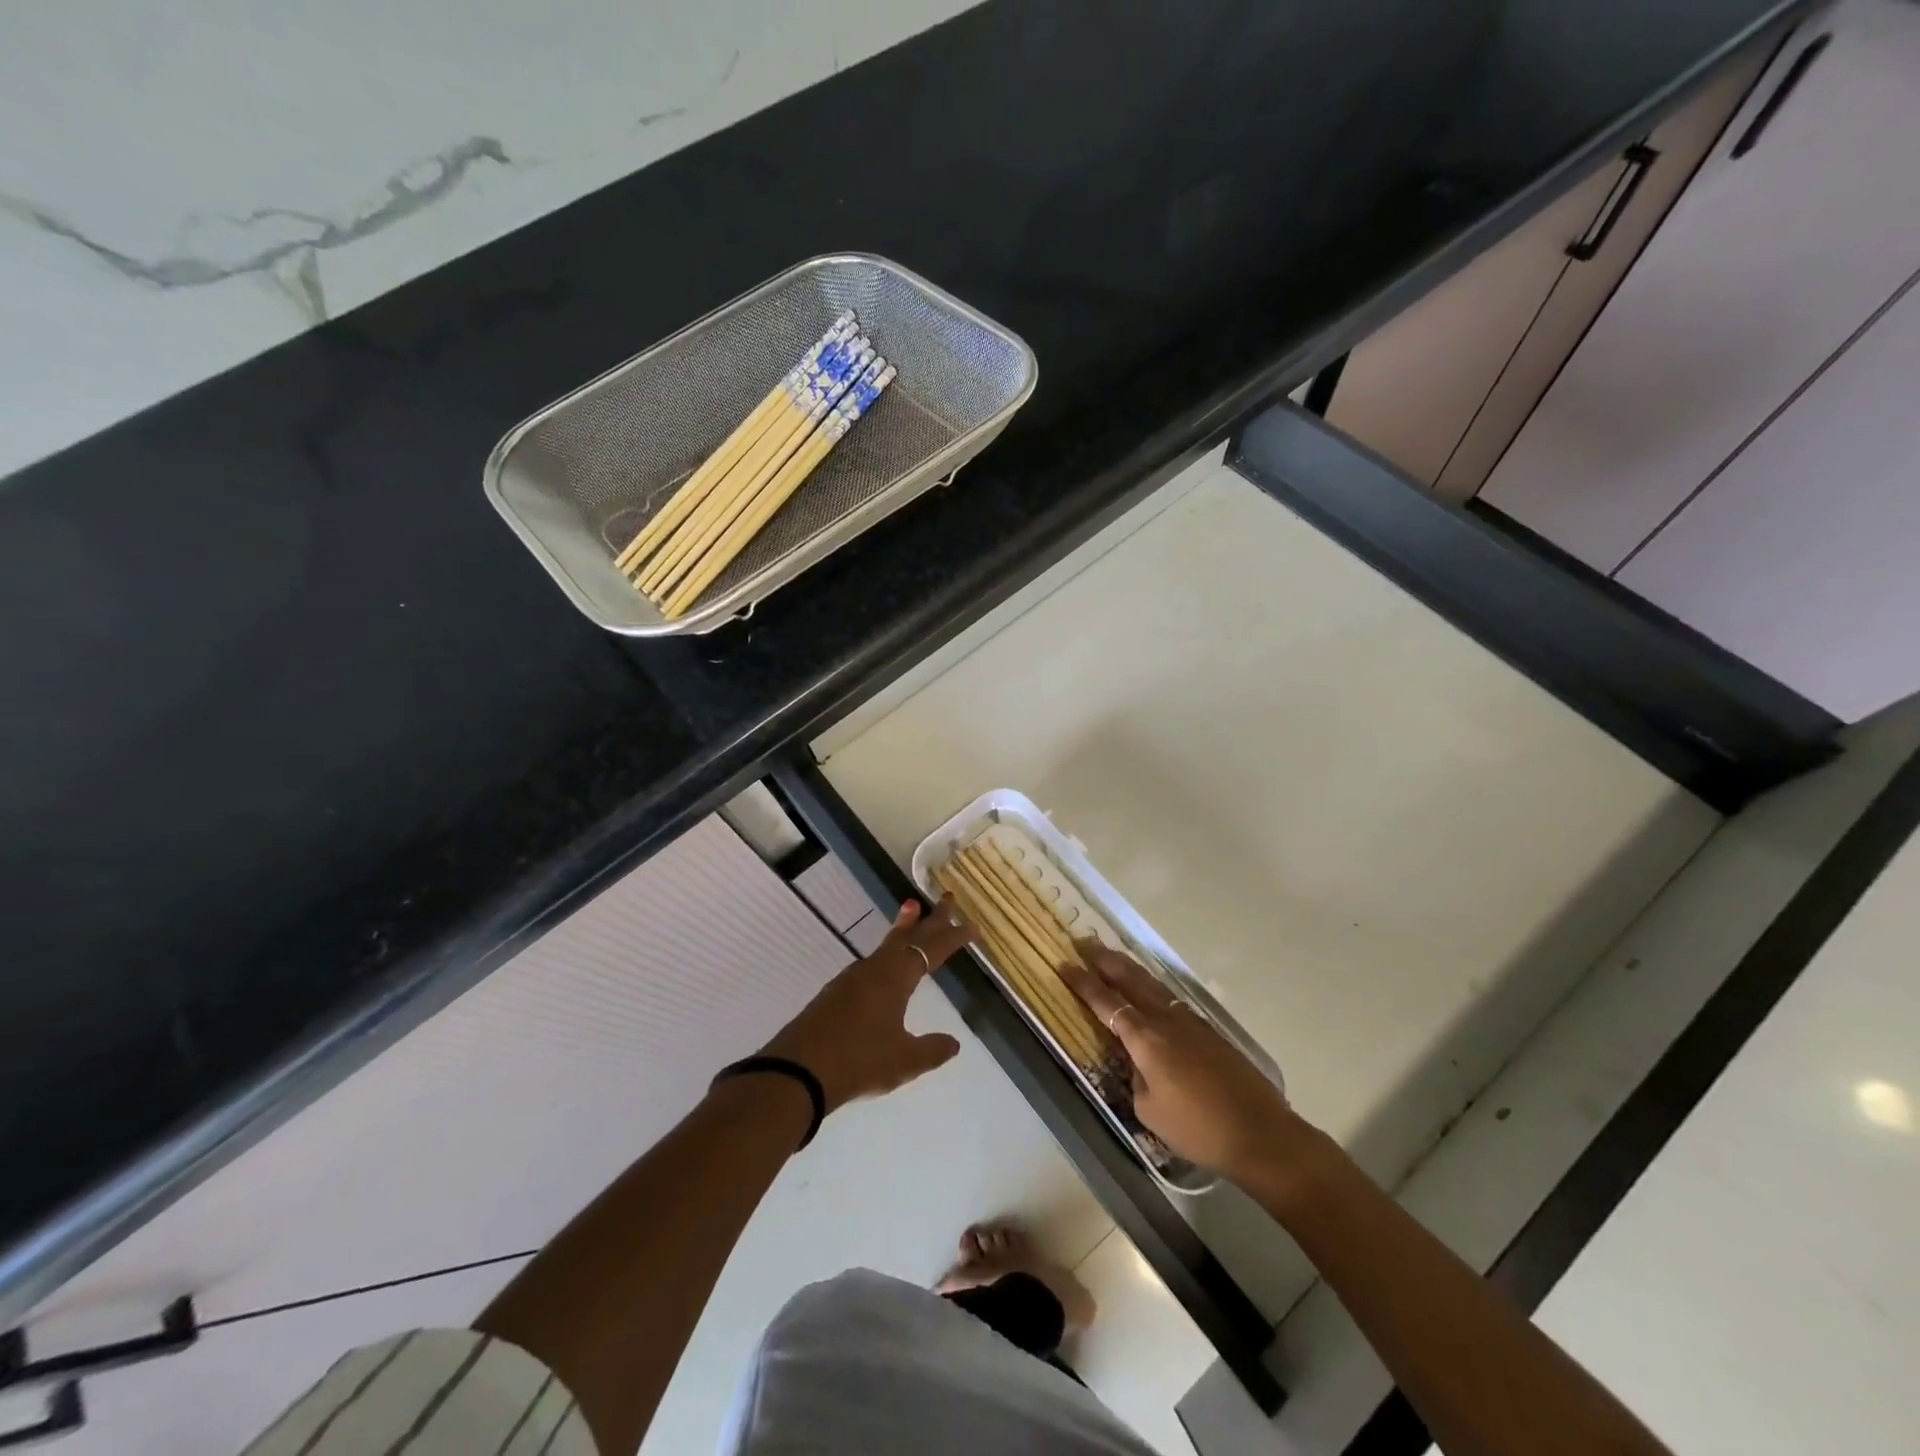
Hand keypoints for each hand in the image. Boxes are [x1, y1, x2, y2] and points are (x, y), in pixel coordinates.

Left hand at [760, 897, 975, 1112]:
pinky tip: (884, 964)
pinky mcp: (835, 993)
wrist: (797, 1072)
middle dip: (931, 919)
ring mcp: (851, 979)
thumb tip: (953, 1042)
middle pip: (908, 936)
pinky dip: (887, 951)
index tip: (972, 926)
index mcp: (895, 978)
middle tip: (948, 898)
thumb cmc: (857, 1061)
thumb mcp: (903, 1061)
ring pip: (886, 945)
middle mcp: (874, 970)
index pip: (932, 950)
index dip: (953, 937)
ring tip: (912, 910)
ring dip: (904, 929)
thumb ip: (931, 1050)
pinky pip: (871, 962)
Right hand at [1060, 941, 1298, 1184]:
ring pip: (1152, 983)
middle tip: (1084, 942)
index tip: (1064, 964)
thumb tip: (1137, 1060)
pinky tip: (1147, 987)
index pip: (1106, 1002)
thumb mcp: (1149, 1110)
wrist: (1259, 1132)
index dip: (1083, 983)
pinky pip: (1170, 996)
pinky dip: (1150, 984)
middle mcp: (1165, 1019)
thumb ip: (1136, 1077)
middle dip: (1104, 959)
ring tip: (1111, 955)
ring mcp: (1190, 1020)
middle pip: (1130, 979)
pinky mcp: (1208, 1030)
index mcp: (1145, 1038)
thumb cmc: (1197, 1127)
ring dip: (1128, 967)